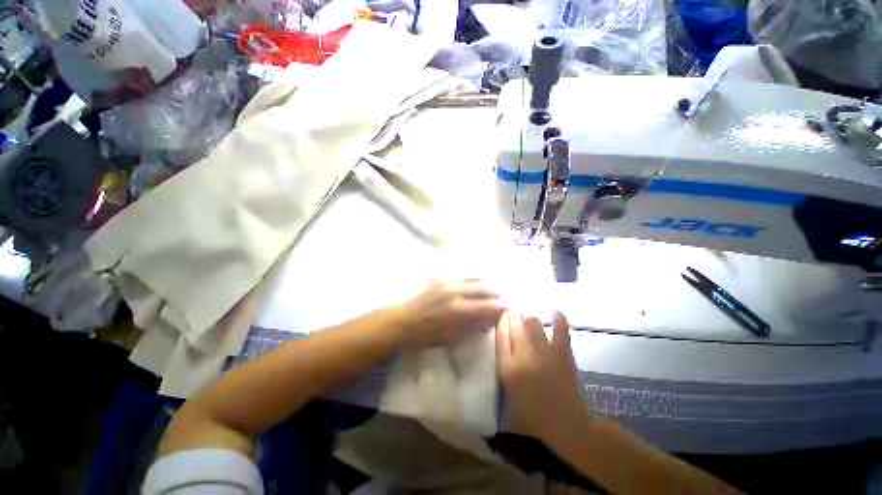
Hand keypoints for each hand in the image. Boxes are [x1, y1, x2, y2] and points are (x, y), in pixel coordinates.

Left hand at [398, 278, 505, 347]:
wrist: (405, 321)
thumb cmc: (427, 334)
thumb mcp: (451, 337)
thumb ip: (472, 328)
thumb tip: (489, 321)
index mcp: (459, 310)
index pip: (486, 306)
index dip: (499, 306)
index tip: (507, 307)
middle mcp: (456, 293)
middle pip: (483, 289)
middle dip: (496, 293)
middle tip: (504, 296)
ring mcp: (449, 283)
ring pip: (474, 279)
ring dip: (486, 283)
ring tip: (493, 287)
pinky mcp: (442, 279)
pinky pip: (462, 275)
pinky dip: (473, 277)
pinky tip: (478, 279)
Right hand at [496, 311, 588, 445]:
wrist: (564, 426)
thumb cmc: (532, 416)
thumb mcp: (508, 394)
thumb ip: (503, 369)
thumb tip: (502, 347)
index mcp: (507, 368)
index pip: (500, 336)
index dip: (500, 322)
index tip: (501, 315)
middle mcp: (523, 356)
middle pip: (514, 327)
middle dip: (512, 316)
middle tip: (512, 312)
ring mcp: (544, 353)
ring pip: (532, 324)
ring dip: (528, 316)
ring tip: (527, 315)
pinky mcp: (562, 354)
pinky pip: (560, 330)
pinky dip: (558, 319)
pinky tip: (555, 310)